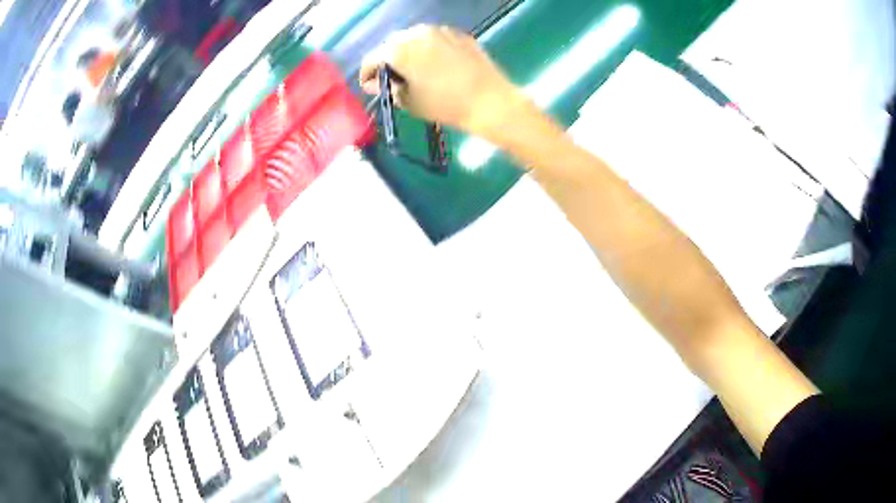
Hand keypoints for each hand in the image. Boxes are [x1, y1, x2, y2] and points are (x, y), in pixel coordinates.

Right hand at [359, 25, 519, 136]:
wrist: (490, 101)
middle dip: (388, 60)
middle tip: (392, 78)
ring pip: (414, 39)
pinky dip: (429, 49)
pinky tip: (436, 65)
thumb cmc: (445, 105)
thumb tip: (376, 83)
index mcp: (398, 50)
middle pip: (392, 44)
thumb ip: (387, 89)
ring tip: (414, 71)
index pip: (372, 59)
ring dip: (409, 52)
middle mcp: (416, 33)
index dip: (367, 74)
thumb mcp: (409, 102)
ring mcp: (440, 30)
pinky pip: (435, 39)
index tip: (369, 86)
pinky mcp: (458, 34)